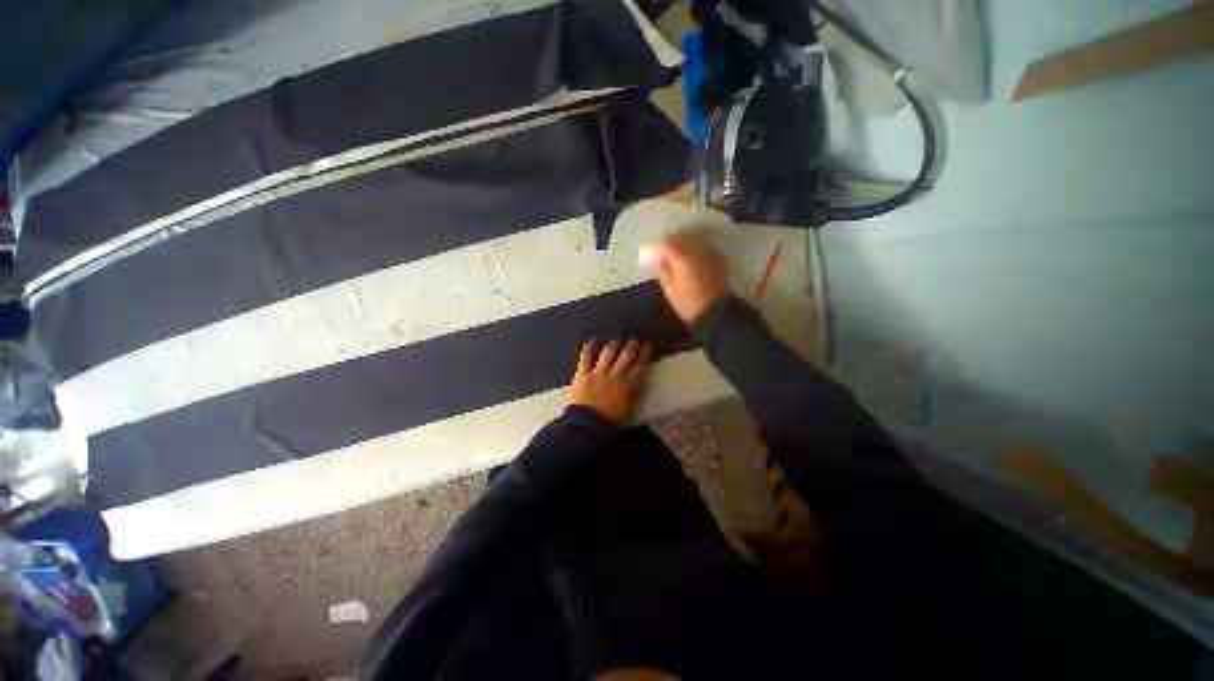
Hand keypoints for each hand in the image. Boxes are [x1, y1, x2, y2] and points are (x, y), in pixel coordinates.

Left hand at [568, 339, 652, 422]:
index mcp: (628, 385)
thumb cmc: (610, 421)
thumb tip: (636, 381)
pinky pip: (586, 356)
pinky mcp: (583, 373)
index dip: (645, 354)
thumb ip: (632, 393)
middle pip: (626, 355)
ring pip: (609, 352)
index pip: (640, 365)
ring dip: (614, 345)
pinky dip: (590, 347)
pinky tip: (593, 340)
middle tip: (635, 341)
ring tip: (617, 342)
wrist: (586, 425)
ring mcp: (598, 372)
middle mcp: (615, 375)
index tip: (648, 346)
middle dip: (632, 346)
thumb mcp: (628, 408)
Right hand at [645, 234, 730, 322]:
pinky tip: (688, 258)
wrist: (716, 311)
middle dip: (669, 243)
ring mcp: (708, 254)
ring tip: (673, 253)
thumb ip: (664, 271)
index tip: (649, 253)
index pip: (666, 245)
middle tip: (660, 251)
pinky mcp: (717, 260)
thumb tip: (662, 261)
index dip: (656, 248)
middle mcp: (696, 251)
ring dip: (681, 245)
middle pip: (680, 240)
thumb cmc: (688, 303)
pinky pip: (701, 248)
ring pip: (691, 242)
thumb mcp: (670, 290)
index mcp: (682, 258)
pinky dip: (692, 250)